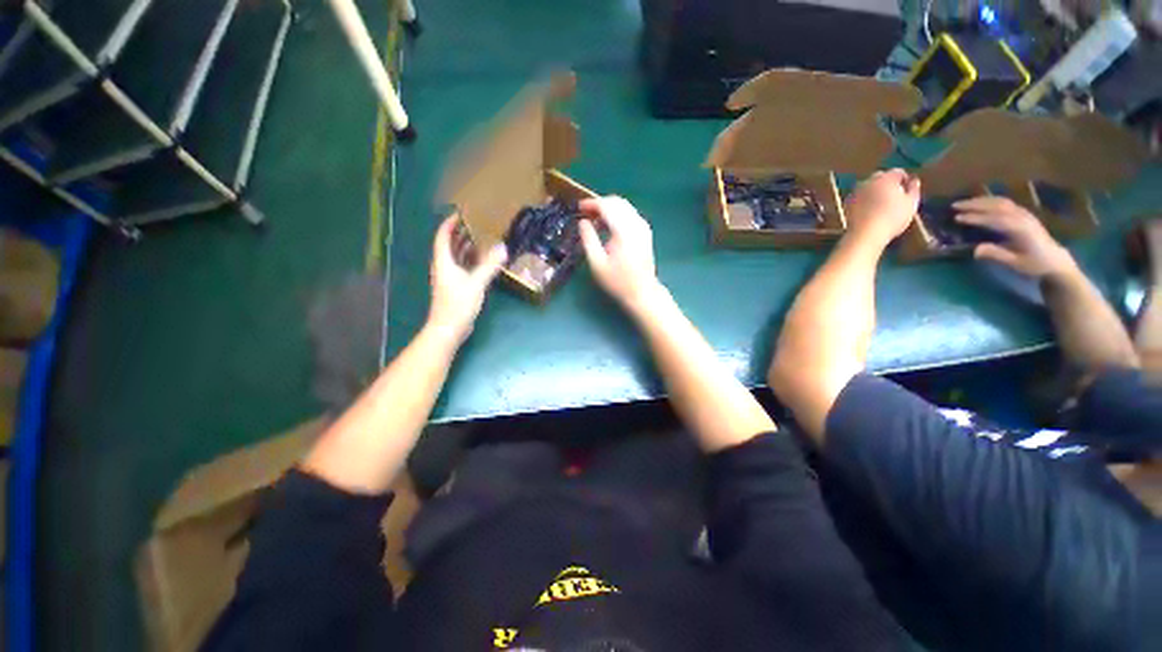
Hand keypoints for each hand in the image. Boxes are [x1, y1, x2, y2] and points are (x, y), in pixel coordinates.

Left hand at [426, 215, 506, 343]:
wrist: (449, 328)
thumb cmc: (458, 304)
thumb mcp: (476, 283)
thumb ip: (489, 265)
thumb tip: (503, 248)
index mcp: (444, 262)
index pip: (443, 236)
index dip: (449, 224)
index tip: (460, 213)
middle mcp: (443, 267)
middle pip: (448, 245)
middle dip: (459, 233)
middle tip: (474, 224)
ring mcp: (448, 278)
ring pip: (455, 257)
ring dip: (464, 247)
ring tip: (480, 238)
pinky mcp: (455, 287)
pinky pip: (461, 267)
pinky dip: (469, 261)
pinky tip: (481, 261)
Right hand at [577, 196, 662, 312]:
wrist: (642, 292)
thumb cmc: (617, 281)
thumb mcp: (597, 263)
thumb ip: (588, 239)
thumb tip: (583, 222)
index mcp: (623, 231)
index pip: (607, 206)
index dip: (591, 203)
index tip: (579, 207)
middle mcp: (636, 224)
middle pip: (617, 202)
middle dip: (600, 203)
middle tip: (585, 213)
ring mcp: (643, 227)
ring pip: (624, 206)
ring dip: (608, 208)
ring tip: (594, 220)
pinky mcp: (645, 232)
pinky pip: (630, 214)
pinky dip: (617, 214)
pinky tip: (608, 226)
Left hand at [843, 169, 920, 246]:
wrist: (865, 233)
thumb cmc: (893, 218)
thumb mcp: (911, 203)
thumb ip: (914, 189)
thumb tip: (913, 180)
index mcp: (886, 178)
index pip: (898, 172)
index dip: (904, 181)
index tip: (907, 192)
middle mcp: (868, 181)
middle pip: (881, 177)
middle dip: (888, 184)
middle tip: (894, 197)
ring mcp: (855, 192)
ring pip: (868, 187)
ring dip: (875, 191)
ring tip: (881, 205)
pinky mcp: (847, 203)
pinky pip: (859, 197)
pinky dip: (864, 200)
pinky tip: (869, 211)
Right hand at [954, 196, 1077, 280]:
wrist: (1056, 261)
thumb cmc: (1034, 265)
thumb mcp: (1015, 263)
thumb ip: (996, 254)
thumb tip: (975, 249)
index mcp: (1021, 229)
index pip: (995, 219)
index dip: (976, 218)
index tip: (957, 218)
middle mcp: (1023, 218)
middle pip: (997, 206)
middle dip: (976, 204)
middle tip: (955, 206)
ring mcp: (1024, 214)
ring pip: (1001, 202)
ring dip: (981, 200)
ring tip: (964, 202)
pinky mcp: (1023, 214)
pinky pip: (1005, 203)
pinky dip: (990, 201)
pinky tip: (981, 203)